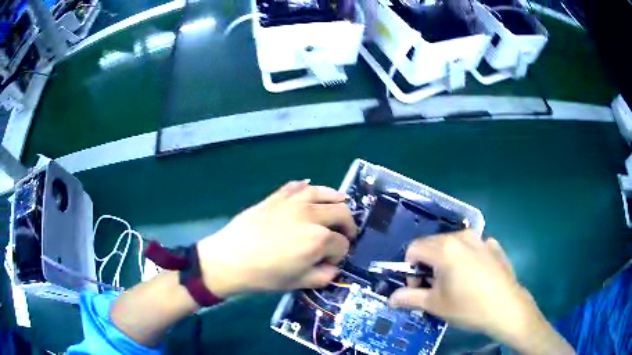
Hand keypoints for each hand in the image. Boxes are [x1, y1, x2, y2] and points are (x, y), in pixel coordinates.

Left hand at [196, 181, 356, 297]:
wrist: (230, 259)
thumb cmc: (265, 275)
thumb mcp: (298, 283)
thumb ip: (323, 276)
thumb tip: (333, 267)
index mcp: (319, 239)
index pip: (342, 243)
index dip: (340, 254)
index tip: (331, 261)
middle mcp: (311, 215)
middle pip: (341, 213)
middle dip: (348, 226)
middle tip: (344, 235)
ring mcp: (294, 202)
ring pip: (325, 193)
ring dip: (336, 200)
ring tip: (338, 207)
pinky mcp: (277, 196)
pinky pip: (298, 186)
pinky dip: (309, 188)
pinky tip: (311, 192)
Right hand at [388, 230, 574, 354]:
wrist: (506, 308)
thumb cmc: (468, 307)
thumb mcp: (435, 305)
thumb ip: (409, 298)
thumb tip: (390, 299)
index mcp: (444, 249)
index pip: (414, 248)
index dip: (410, 267)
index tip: (419, 285)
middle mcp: (462, 237)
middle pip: (433, 244)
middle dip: (427, 263)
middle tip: (435, 286)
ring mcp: (481, 239)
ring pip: (453, 244)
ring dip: (446, 260)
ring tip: (454, 281)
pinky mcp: (494, 245)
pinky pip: (472, 247)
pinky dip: (466, 258)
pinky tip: (474, 276)